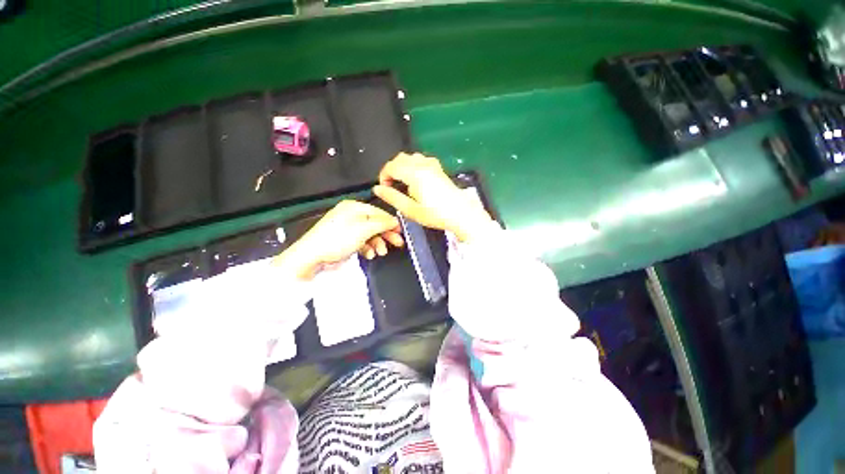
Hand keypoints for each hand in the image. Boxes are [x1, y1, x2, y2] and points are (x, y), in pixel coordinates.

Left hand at [273, 200, 403, 278]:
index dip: (390, 222)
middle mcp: (351, 216)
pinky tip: (369, 255)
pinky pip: (362, 242)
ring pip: (370, 235)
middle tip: (398, 243)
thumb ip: (382, 224)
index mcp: (354, 208)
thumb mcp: (363, 229)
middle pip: (375, 224)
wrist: (312, 257)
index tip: (401, 232)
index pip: (378, 212)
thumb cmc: (339, 238)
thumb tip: (395, 221)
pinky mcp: (346, 241)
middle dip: (386, 235)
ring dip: (377, 244)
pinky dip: (367, 248)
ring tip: (381, 253)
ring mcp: (348, 229)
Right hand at [373, 153, 492, 241]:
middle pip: (399, 159)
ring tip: (403, 183)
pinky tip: (416, 178)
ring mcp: (432, 165)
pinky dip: (413, 165)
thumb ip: (392, 198)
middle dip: (391, 170)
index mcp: (414, 174)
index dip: (383, 176)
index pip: (391, 166)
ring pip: (410, 157)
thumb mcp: (411, 210)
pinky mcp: (438, 169)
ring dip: (402, 167)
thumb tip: (378, 189)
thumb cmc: (436, 214)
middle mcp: (423, 165)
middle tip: (392, 186)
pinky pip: (421, 160)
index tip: (384, 188)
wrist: (461, 214)